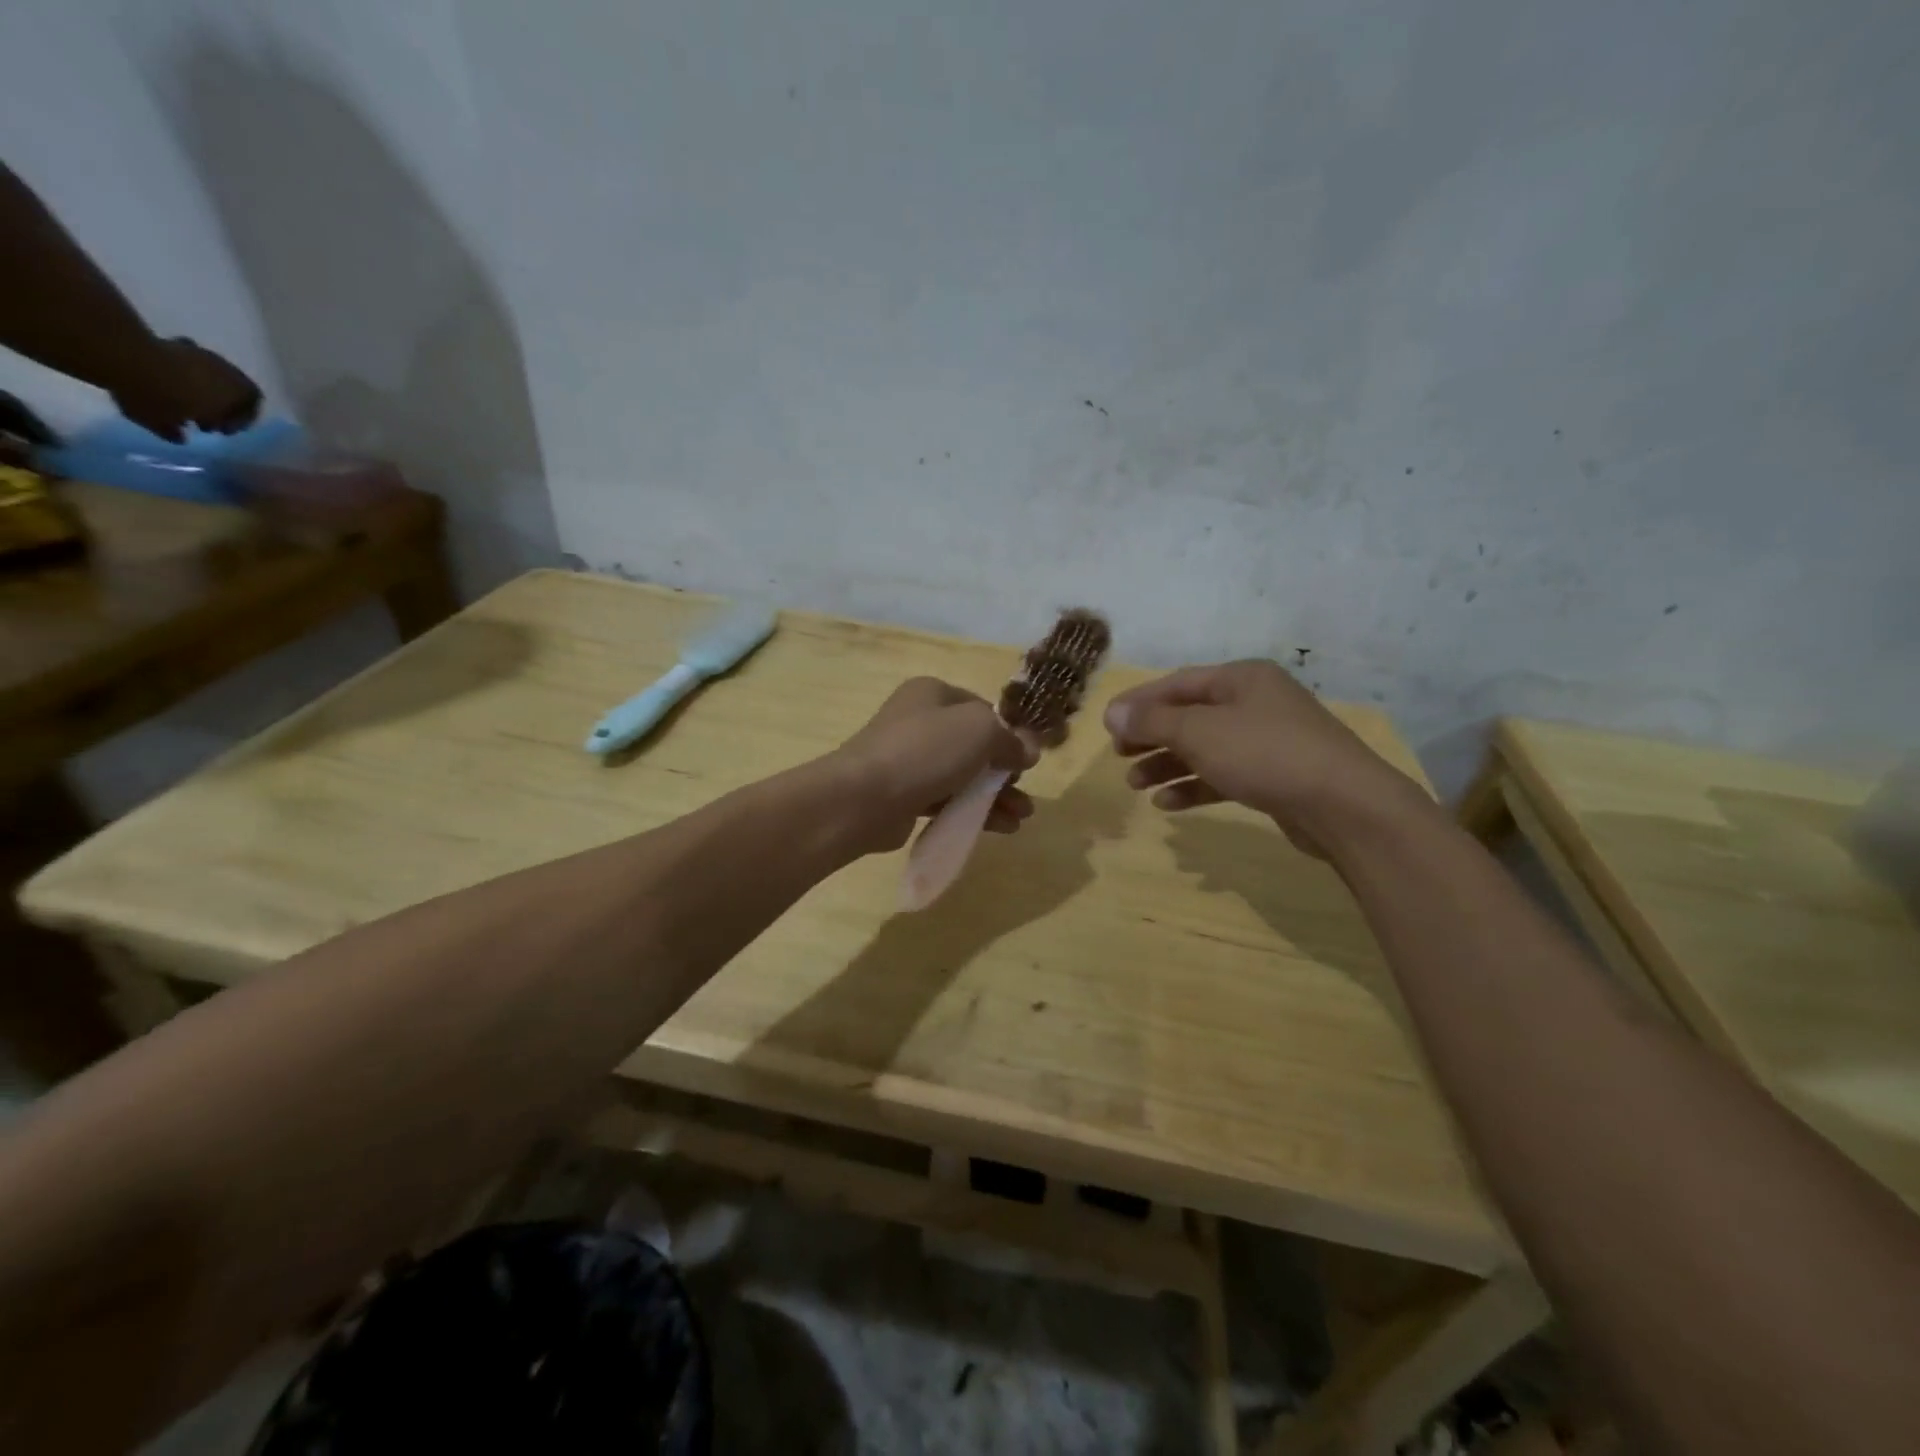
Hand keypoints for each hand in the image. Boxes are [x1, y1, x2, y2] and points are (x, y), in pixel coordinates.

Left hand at [110, 337, 262, 443]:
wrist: (120, 355)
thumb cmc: (156, 396)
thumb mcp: (162, 422)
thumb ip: (175, 431)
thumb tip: (180, 436)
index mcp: (236, 392)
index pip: (252, 405)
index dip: (241, 420)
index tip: (221, 430)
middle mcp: (225, 371)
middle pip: (234, 388)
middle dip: (222, 403)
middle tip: (203, 416)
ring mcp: (198, 352)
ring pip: (211, 373)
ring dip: (202, 386)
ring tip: (182, 397)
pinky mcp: (172, 340)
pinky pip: (186, 360)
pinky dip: (182, 371)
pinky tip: (165, 378)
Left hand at [834, 678, 1036, 853]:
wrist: (864, 798)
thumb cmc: (925, 751)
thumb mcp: (980, 731)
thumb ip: (1010, 738)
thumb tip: (1029, 749)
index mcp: (932, 693)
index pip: (981, 709)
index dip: (1008, 733)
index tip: (1026, 759)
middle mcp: (919, 721)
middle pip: (973, 746)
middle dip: (1004, 771)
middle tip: (1024, 791)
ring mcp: (908, 760)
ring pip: (962, 776)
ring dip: (994, 796)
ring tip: (1021, 817)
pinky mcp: (903, 795)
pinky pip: (946, 800)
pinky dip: (972, 811)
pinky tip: (999, 827)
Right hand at [1105, 660, 1428, 856]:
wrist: (1344, 805)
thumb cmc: (1265, 754)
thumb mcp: (1200, 732)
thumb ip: (1153, 722)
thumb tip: (1111, 712)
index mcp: (1240, 678)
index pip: (1177, 683)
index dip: (1139, 702)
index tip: (1107, 724)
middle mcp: (1254, 703)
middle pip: (1189, 715)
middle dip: (1151, 736)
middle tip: (1118, 755)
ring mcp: (1267, 740)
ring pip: (1204, 748)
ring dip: (1167, 764)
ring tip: (1134, 785)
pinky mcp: (1274, 776)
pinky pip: (1223, 775)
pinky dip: (1194, 786)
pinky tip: (1168, 804)